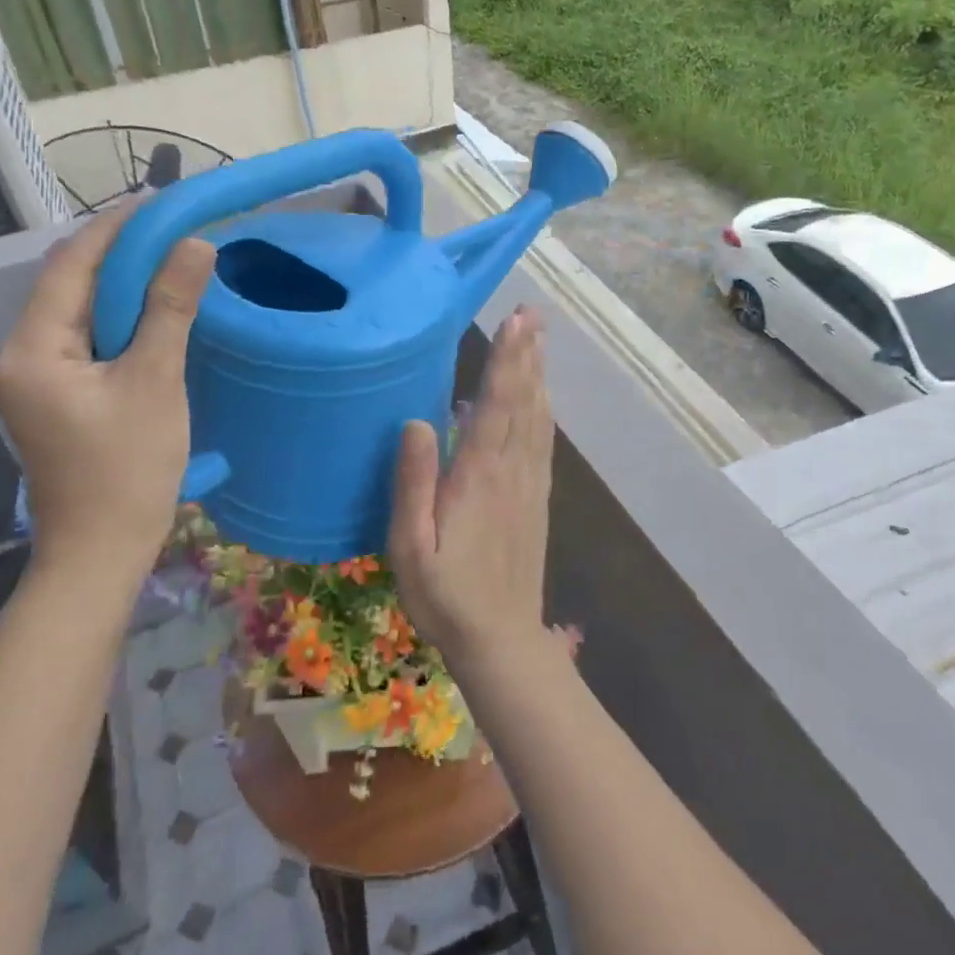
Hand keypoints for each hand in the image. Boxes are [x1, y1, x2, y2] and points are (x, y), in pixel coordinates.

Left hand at [0, 202, 214, 579]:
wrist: (100, 553)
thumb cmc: (127, 470)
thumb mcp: (156, 382)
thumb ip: (171, 309)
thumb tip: (194, 244)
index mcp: (34, 348)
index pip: (72, 264)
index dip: (116, 227)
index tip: (161, 202)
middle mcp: (23, 354)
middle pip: (72, 284)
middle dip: (121, 252)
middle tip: (175, 229)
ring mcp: (37, 378)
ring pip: (81, 311)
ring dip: (124, 285)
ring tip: (171, 260)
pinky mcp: (57, 396)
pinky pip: (87, 339)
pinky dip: (121, 318)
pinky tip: (156, 312)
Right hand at [387, 308, 554, 670]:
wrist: (501, 640)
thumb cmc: (445, 596)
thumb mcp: (410, 546)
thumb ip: (413, 484)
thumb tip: (416, 422)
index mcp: (479, 477)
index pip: (497, 406)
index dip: (507, 361)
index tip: (515, 322)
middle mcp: (511, 472)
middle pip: (524, 403)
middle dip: (527, 355)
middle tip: (532, 314)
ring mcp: (529, 485)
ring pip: (538, 418)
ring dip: (538, 375)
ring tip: (538, 339)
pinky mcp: (537, 499)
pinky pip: (543, 443)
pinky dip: (543, 410)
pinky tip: (542, 397)